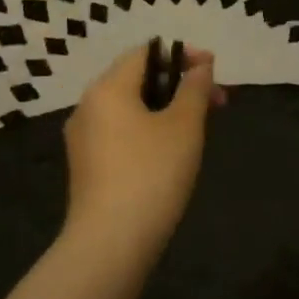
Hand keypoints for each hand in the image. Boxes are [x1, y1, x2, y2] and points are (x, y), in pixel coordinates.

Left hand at [60, 43, 223, 257]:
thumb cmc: (151, 175)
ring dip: (165, 108)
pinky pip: (120, 133)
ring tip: (198, 128)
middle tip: (216, 102)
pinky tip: (170, 154)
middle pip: (137, 79)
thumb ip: (194, 88)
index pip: (146, 52)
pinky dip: (147, 130)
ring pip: (130, 108)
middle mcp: (87, 105)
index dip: (183, 55)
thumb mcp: (184, 126)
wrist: (109, 247)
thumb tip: (200, 66)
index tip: (213, 71)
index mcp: (107, 87)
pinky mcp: (86, 167)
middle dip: (178, 84)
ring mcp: (82, 138)